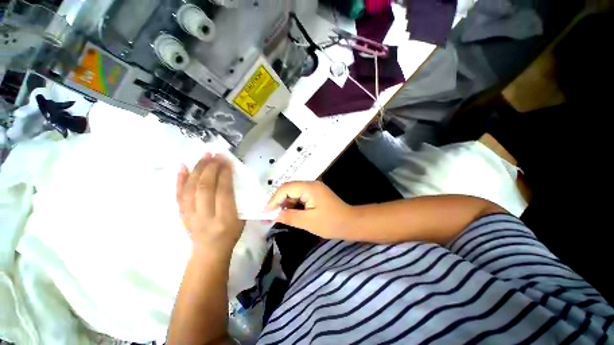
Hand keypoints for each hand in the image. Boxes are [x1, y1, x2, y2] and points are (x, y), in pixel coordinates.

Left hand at [176, 153, 244, 251]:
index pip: (223, 193)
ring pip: (190, 189)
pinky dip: (180, 179)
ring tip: (204, 156)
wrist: (209, 251)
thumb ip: (238, 199)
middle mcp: (206, 217)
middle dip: (210, 169)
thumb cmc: (231, 233)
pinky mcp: (181, 215)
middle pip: (205, 188)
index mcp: (225, 219)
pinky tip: (183, 166)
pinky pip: (178, 195)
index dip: (225, 175)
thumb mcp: (242, 218)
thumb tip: (230, 177)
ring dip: (197, 170)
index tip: (227, 162)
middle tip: (215, 156)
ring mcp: (190, 216)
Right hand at [266, 181, 353, 238]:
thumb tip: (274, 215)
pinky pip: (299, 196)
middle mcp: (311, 184)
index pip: (286, 188)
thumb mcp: (308, 222)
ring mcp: (313, 188)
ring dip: (285, 203)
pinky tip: (288, 213)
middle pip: (289, 188)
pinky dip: (292, 204)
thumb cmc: (331, 223)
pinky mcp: (315, 194)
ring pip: (293, 192)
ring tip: (276, 215)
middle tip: (269, 214)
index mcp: (309, 187)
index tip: (265, 212)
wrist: (351, 223)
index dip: (274, 199)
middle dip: (278, 201)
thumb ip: (290, 217)